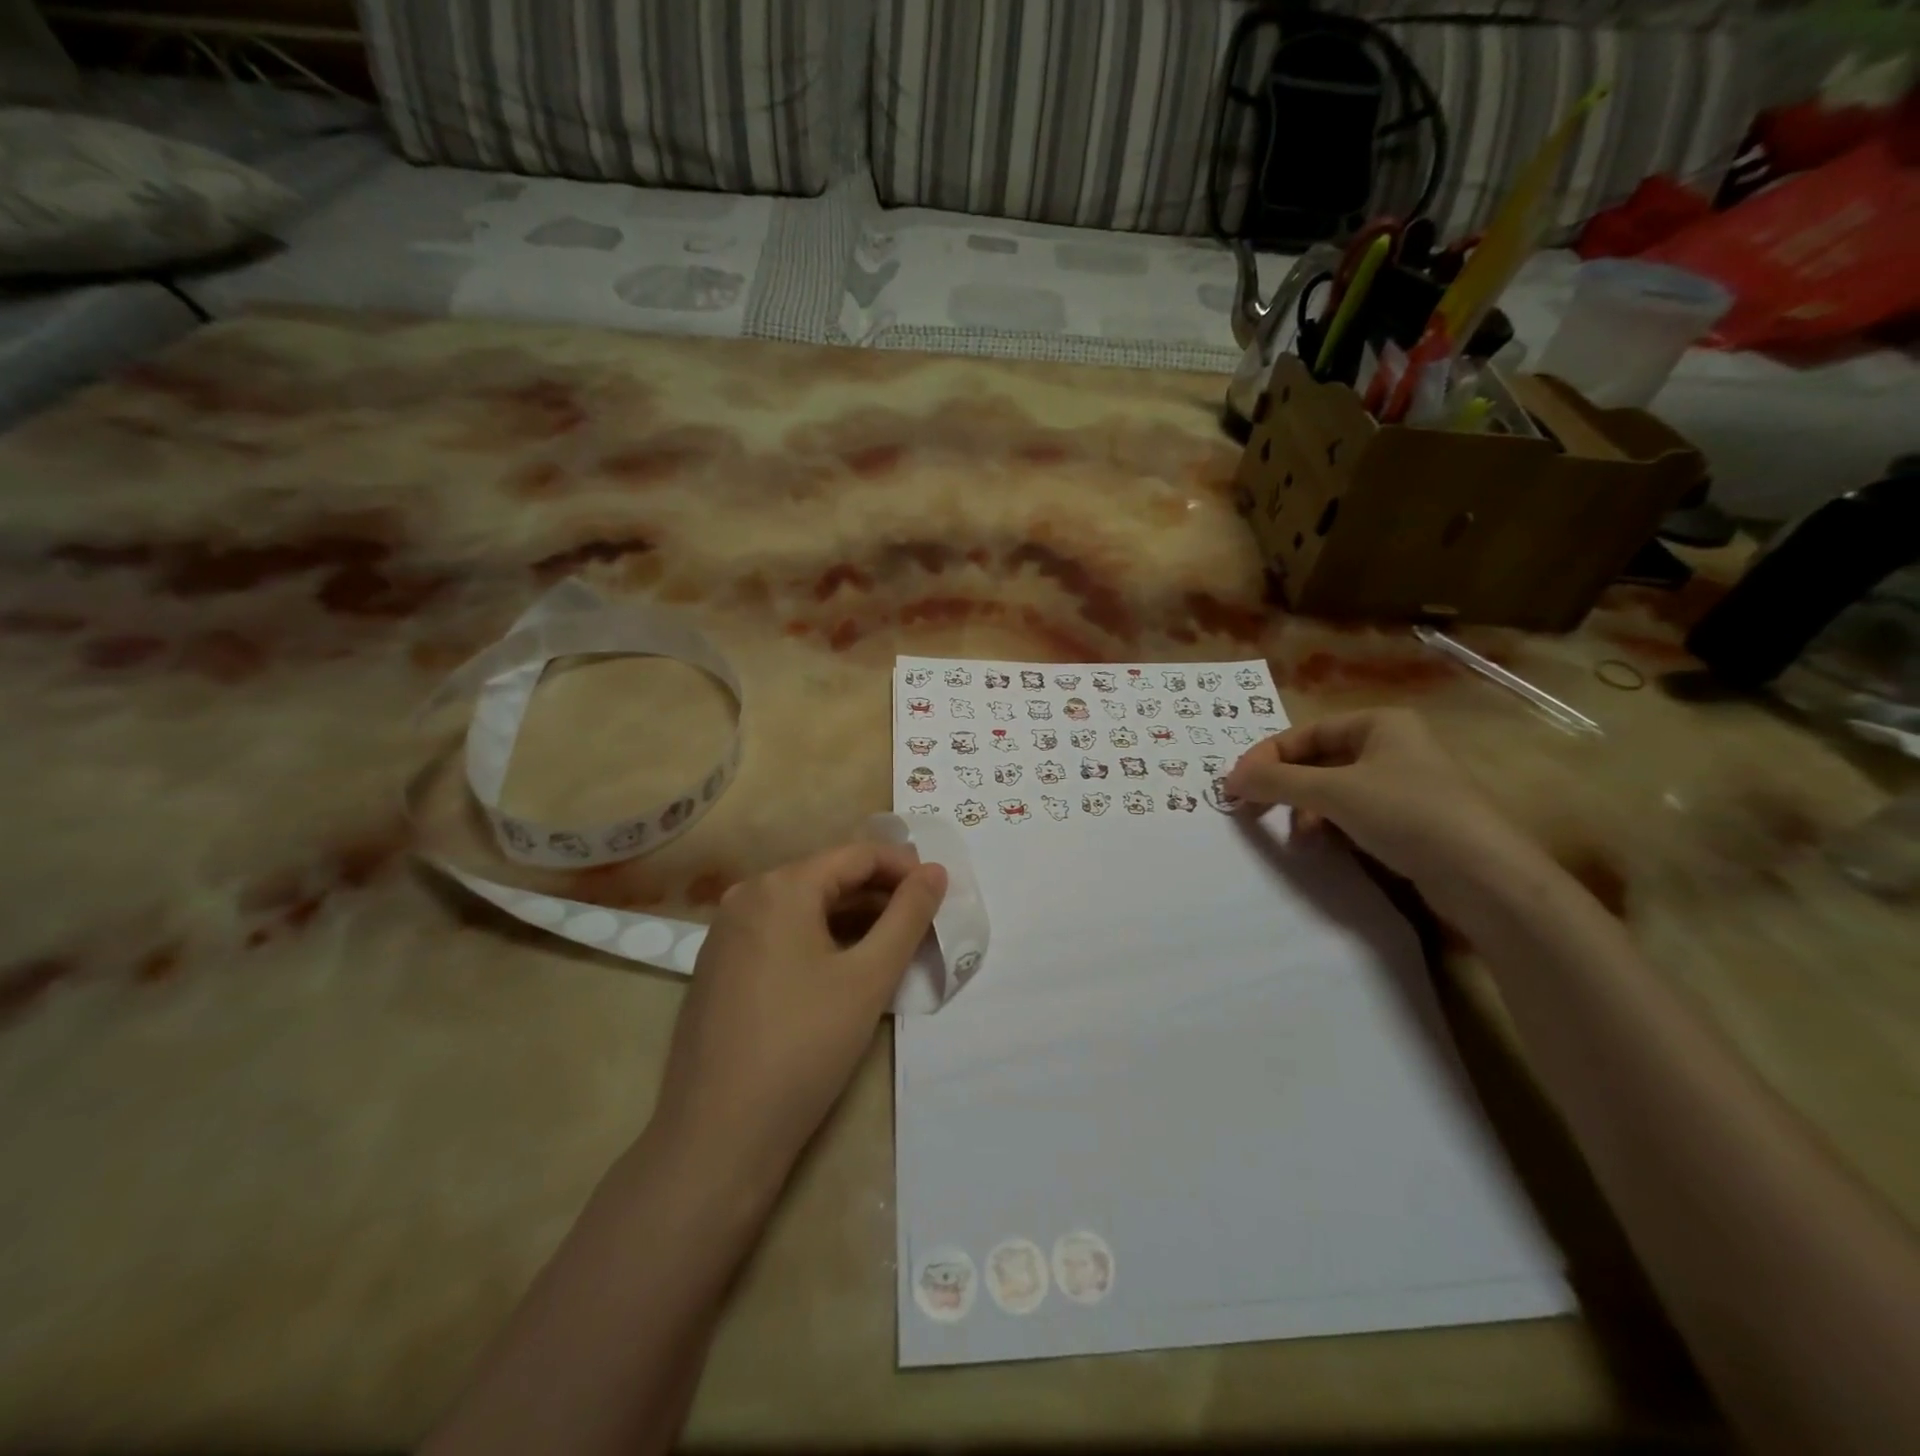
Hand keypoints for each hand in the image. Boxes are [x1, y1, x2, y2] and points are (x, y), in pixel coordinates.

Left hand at [651, 842, 946, 1185]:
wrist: (719, 1135)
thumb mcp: (868, 978)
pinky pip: (780, 932)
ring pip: (804, 906)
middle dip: (880, 893)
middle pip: (828, 876)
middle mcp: (747, 896)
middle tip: (923, 921)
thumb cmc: (804, 1047)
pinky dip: (820, 937)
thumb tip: (934, 872)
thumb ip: (908, 917)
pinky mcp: (719, 966)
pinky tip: (844, 966)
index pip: (856, 855)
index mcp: (781, 887)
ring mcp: (726, 932)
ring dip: (852, 917)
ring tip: (893, 943)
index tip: (939, 892)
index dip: (904, 868)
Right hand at [1225, 708, 1533, 905]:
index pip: (1305, 733)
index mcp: (1380, 723)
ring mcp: (1403, 784)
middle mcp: (1392, 746)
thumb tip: (1228, 778)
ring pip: (1333, 789)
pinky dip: (1329, 825)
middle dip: (1284, 785)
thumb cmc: (1406, 814)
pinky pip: (1354, 813)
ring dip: (1304, 809)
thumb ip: (1277, 782)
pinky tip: (1320, 845)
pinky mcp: (1410, 820)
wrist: (1484, 876)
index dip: (1267, 757)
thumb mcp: (1333, 792)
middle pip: (1318, 760)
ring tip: (1293, 835)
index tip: (1235, 785)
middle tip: (1251, 808)